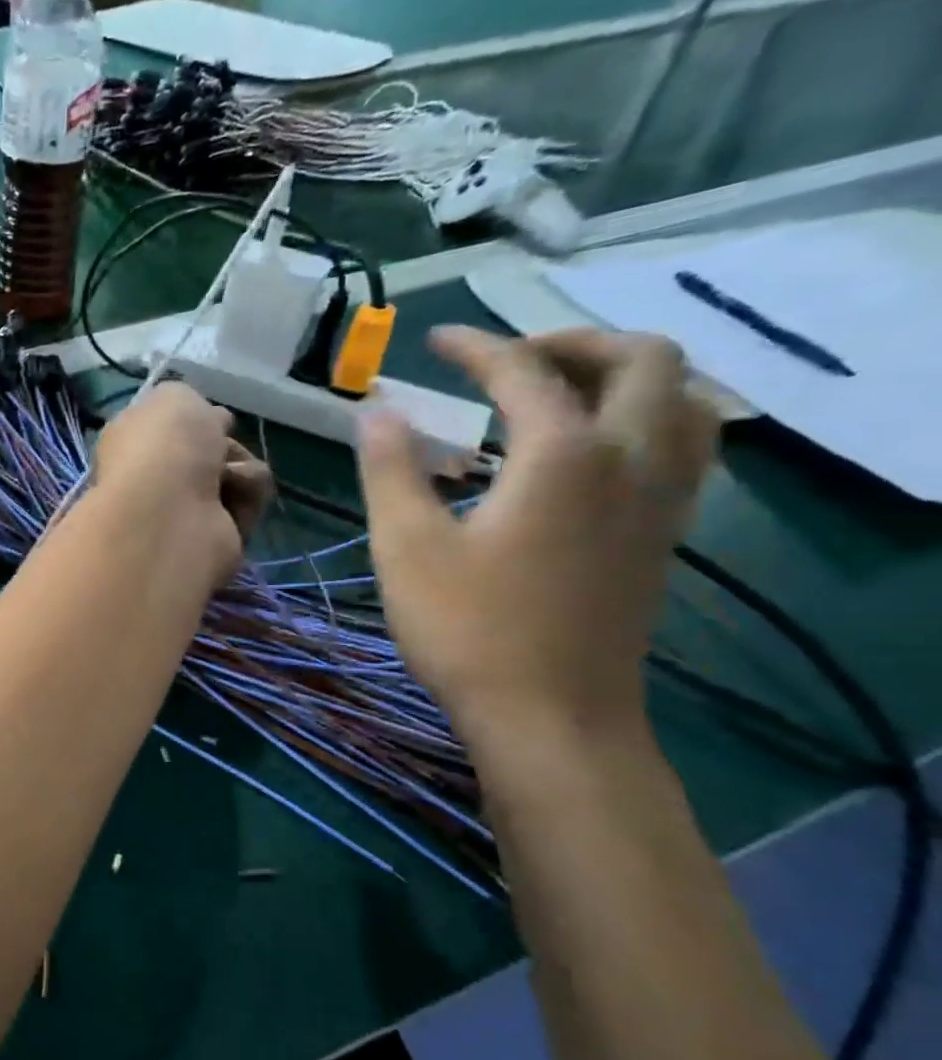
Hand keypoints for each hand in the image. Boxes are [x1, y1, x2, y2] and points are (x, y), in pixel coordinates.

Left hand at [93, 382, 273, 587]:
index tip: (207, 417)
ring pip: (239, 473)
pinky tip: (232, 502)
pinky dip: (248, 496)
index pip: (170, 428)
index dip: (194, 420)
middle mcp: (155, 478)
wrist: (172, 512)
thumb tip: (208, 424)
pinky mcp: (216, 536)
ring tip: (226, 478)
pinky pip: (250, 502)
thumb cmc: (164, 446)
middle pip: (212, 449)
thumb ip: (185, 401)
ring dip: (242, 470)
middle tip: (217, 449)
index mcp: (132, 444)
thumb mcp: (172, 396)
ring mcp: (184, 510)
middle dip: (224, 444)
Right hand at [358, 327, 718, 742]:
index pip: (523, 371)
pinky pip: (683, 447)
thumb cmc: (469, 629)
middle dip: (572, 342)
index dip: (475, 348)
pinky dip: (646, 420)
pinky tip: (592, 452)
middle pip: (639, 360)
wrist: (552, 717)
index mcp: (564, 454)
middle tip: (511, 359)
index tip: (435, 343)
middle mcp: (630, 459)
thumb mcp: (406, 546)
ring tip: (562, 393)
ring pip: (682, 399)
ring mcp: (660, 500)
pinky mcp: (662, 536)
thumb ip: (391, 469)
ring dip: (626, 376)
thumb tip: (376, 412)